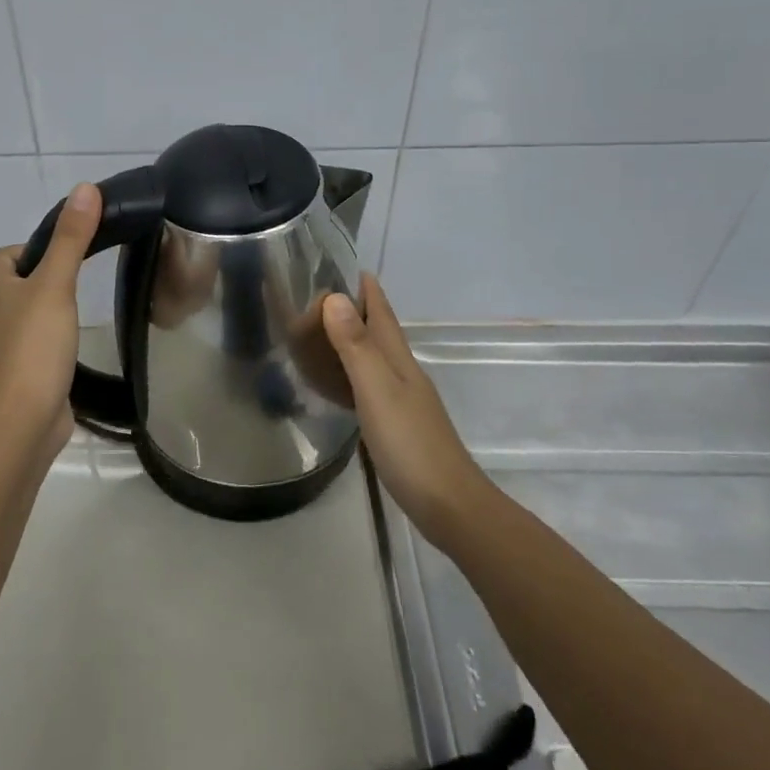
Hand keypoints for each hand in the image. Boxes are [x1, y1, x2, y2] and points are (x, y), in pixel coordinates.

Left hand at [0, 183, 100, 447]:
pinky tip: (79, 339)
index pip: (7, 254)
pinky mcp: (27, 370)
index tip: (68, 248)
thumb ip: (71, 239)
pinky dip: (58, 336)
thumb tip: (84, 188)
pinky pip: (42, 341)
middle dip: (48, 273)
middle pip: (21, 281)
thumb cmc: (34, 345)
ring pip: (32, 312)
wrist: (24, 420)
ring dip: (54, 305)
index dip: (33, 245)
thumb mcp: (55, 284)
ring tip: (86, 303)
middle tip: (84, 273)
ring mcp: (11, 344)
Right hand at [321, 273, 491, 545]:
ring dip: (354, 340)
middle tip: (321, 295)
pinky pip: (369, 386)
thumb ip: (356, 346)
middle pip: (380, 332)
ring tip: (324, 332)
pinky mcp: (397, 426)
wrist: (448, 504)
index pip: (382, 313)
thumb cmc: (410, 443)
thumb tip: (336, 297)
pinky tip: (341, 384)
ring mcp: (403, 401)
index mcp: (399, 360)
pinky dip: (352, 374)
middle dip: (357, 309)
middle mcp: (403, 374)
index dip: (367, 289)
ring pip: (375, 358)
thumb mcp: (377, 390)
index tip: (345, 264)